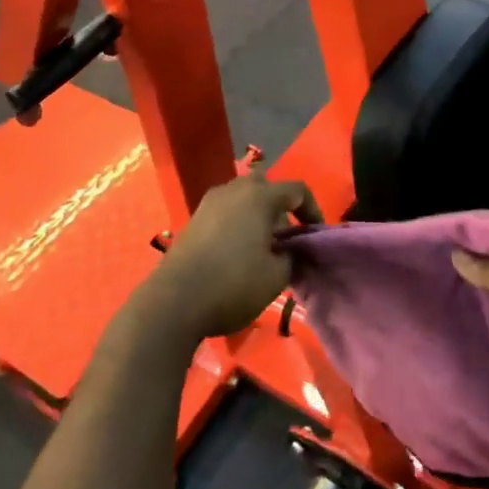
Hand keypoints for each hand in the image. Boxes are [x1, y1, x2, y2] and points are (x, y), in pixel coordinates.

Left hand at [136, 171, 320, 342]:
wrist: (173, 302)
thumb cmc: (233, 285)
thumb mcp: (277, 276)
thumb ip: (293, 256)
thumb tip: (292, 250)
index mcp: (260, 196)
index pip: (297, 190)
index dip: (313, 210)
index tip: (315, 234)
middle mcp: (234, 190)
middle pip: (266, 185)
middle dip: (280, 205)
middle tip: (285, 234)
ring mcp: (210, 202)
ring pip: (242, 196)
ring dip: (256, 213)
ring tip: (261, 244)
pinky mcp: (193, 218)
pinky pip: (225, 210)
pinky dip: (237, 221)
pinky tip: (237, 250)